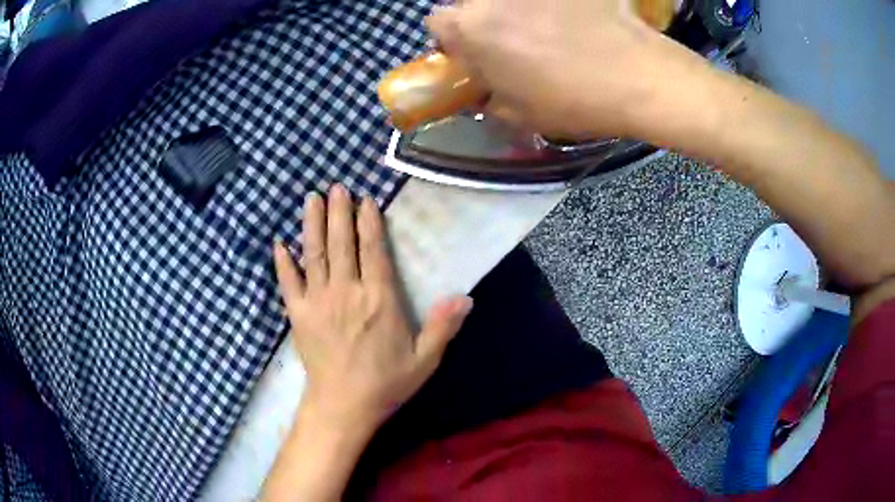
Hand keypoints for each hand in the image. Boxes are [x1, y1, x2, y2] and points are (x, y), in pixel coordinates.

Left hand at [273, 185, 472, 429]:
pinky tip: (279, 244)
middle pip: (341, 243)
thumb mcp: (424, 360)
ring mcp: (318, 301)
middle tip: (336, 186)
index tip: (365, 199)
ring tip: (311, 198)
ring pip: (314, 254)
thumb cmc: (386, 383)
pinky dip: (283, 263)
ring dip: (312, 225)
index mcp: (379, 299)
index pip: (373, 250)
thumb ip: (443, 326)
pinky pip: (288, 283)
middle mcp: (346, 292)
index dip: (369, 222)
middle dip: (339, 212)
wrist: (343, 406)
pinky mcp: (298, 315)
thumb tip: (465, 297)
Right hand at [426, 0, 703, 138]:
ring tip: (548, 32)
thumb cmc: (575, 100)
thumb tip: (484, 89)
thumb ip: (489, 98)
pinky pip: (546, 0)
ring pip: (508, 0)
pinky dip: (551, 8)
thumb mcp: (520, 114)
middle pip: (472, 4)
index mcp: (472, 29)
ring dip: (515, 13)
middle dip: (483, 22)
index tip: (473, 55)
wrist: (640, 76)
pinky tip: (573, 22)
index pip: (437, 23)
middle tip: (512, 45)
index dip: (452, 40)